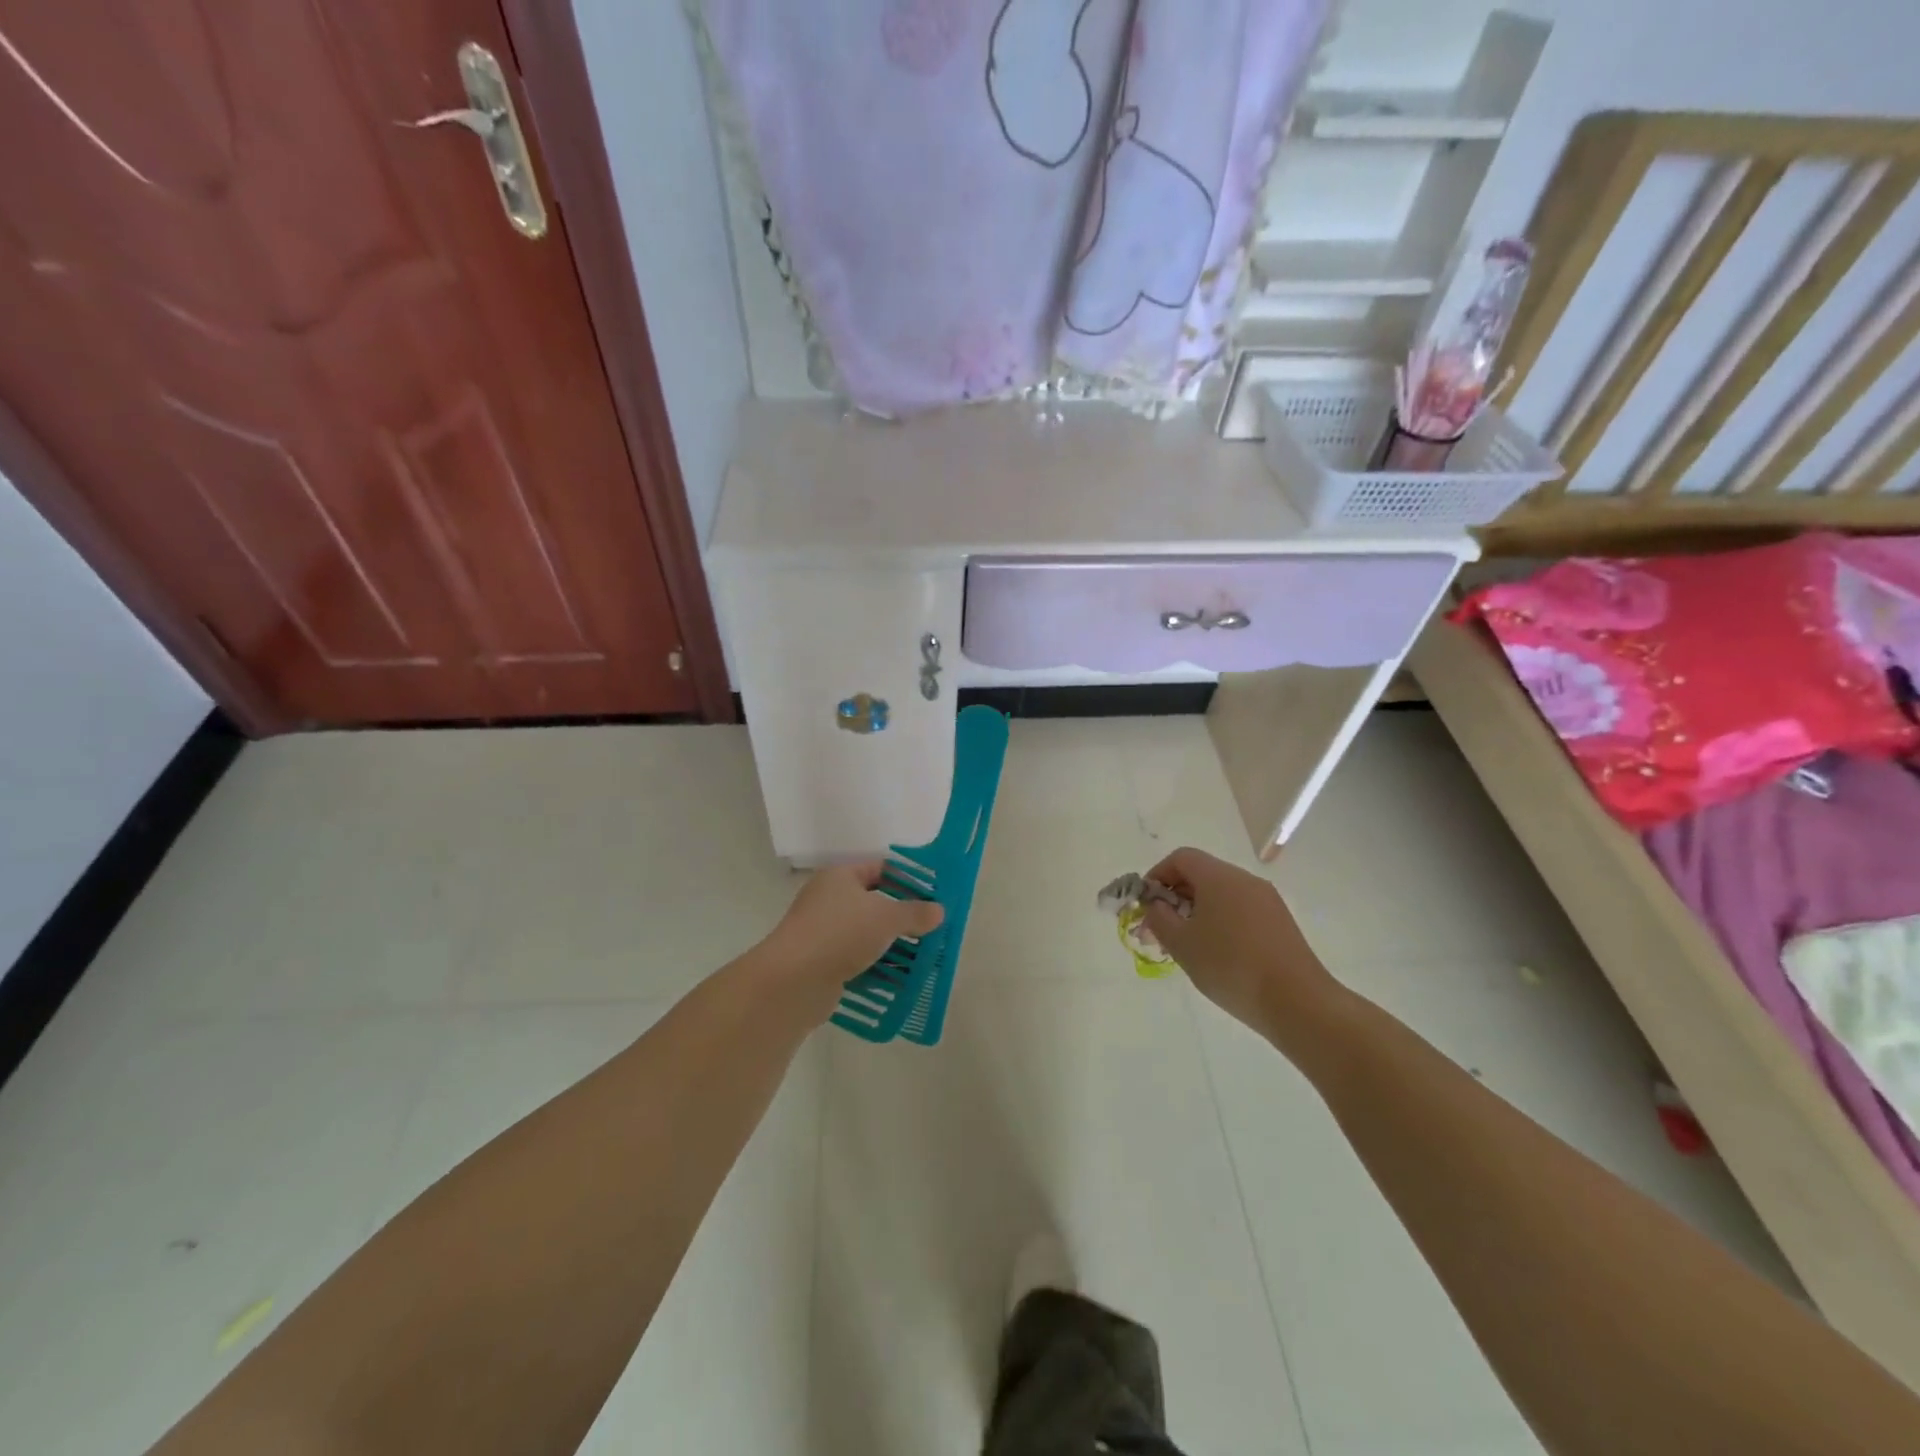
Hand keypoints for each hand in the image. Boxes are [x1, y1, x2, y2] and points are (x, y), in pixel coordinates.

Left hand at [757, 862, 944, 1010]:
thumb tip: (938, 910)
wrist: (794, 981)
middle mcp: (827, 899)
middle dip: (901, 916)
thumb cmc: (841, 933)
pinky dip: (874, 966)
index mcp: (840, 876)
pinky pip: (855, 959)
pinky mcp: (820, 962)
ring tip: (921, 955)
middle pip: (872, 902)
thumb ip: (914, 913)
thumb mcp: (886, 918)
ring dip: (889, 945)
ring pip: (865, 933)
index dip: (906, 879)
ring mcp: (822, 932)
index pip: (879, 869)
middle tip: (931, 928)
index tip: (932, 895)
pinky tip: (897, 978)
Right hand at [1142, 847, 1342, 1054]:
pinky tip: (1216, 953)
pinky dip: (1220, 921)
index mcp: (1219, 877)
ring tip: (1185, 945)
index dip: (1157, 875)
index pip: (1181, 858)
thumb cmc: (1230, 966)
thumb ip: (1159, 919)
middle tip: (1159, 929)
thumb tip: (1156, 905)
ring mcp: (1267, 900)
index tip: (1146, 904)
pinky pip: (1240, 910)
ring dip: (1197, 911)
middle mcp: (1245, 880)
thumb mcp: (1182, 944)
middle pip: (1202, 874)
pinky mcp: (1280, 922)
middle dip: (1175, 896)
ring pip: (1221, 894)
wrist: (1297, 1002)